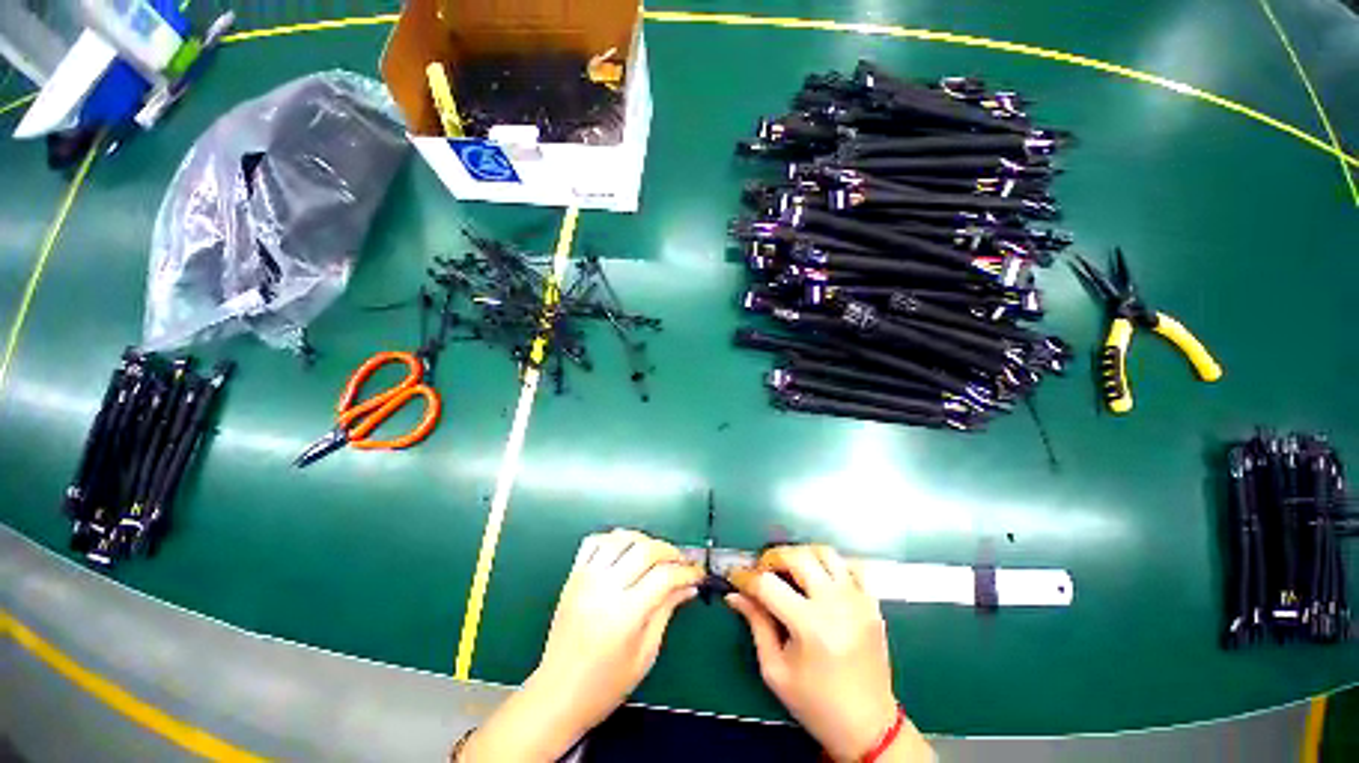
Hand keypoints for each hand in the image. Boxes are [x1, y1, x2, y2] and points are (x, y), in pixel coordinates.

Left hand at [460, 530, 702, 761]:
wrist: (558, 694)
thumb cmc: (606, 684)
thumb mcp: (645, 653)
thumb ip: (666, 611)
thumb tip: (688, 586)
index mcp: (626, 614)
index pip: (665, 576)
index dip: (687, 572)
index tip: (697, 575)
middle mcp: (605, 588)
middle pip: (645, 549)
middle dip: (669, 551)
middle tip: (680, 562)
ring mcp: (586, 578)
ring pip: (621, 538)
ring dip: (644, 540)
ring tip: (655, 554)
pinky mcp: (573, 575)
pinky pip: (594, 541)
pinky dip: (612, 538)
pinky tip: (624, 550)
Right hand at [727, 545, 929, 762]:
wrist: (868, 726)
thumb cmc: (816, 703)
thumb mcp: (775, 670)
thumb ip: (756, 624)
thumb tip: (735, 595)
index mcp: (809, 626)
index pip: (768, 584)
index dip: (746, 577)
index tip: (735, 578)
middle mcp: (835, 605)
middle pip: (796, 557)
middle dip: (771, 558)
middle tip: (762, 572)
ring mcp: (857, 600)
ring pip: (824, 552)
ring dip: (800, 555)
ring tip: (789, 571)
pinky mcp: (871, 602)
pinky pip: (849, 566)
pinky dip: (829, 565)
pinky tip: (819, 579)